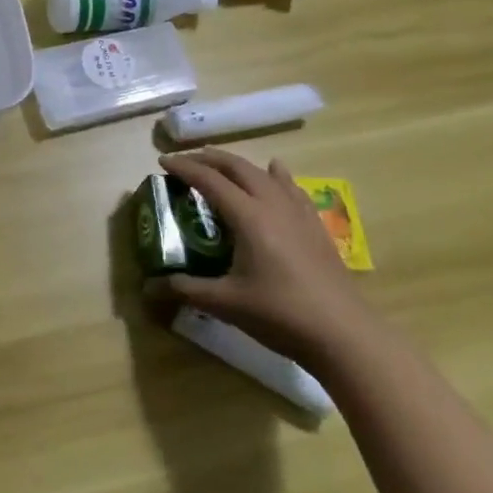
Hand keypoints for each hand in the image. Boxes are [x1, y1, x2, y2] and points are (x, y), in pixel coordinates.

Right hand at [146, 151, 372, 364]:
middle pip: (239, 168)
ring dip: (240, 165)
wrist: (343, 334)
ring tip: (222, 164)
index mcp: (249, 217)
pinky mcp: (315, 227)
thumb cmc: (279, 314)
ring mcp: (299, 214)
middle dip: (210, 159)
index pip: (210, 181)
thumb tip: (149, 287)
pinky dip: (276, 176)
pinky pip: (292, 188)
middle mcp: (274, 205)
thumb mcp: (224, 302)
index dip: (185, 168)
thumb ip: (185, 289)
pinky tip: (276, 174)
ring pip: (266, 174)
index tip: (163, 162)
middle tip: (187, 160)